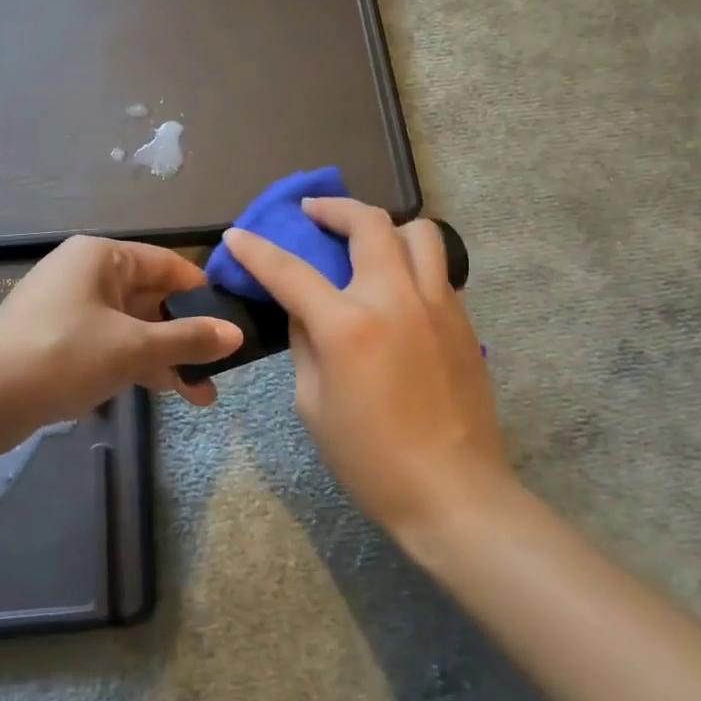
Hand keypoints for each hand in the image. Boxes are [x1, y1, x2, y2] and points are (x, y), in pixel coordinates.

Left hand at [0, 235, 242, 435]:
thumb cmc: (62, 355)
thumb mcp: (132, 347)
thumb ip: (187, 339)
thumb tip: (237, 334)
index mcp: (102, 257)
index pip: (167, 264)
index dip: (202, 292)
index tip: (234, 320)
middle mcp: (87, 274)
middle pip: (151, 298)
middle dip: (186, 335)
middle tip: (222, 367)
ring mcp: (71, 308)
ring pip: (132, 326)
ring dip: (166, 357)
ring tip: (203, 395)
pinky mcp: (60, 340)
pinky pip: (110, 344)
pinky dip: (137, 364)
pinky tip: (167, 391)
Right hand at [221, 199, 508, 539]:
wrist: (453, 493)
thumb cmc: (371, 460)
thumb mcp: (313, 404)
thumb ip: (304, 345)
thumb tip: (304, 313)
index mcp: (349, 326)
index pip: (291, 271)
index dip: (257, 250)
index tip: (237, 234)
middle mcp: (396, 299)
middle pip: (369, 224)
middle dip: (334, 208)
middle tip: (313, 212)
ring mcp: (437, 304)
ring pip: (419, 232)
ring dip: (385, 226)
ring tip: (365, 241)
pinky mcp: (462, 320)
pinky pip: (436, 268)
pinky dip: (410, 260)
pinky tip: (395, 286)